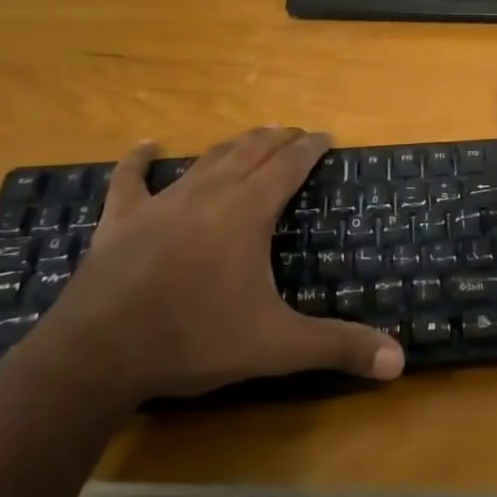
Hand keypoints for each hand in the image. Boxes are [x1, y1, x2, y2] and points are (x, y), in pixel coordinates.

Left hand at [25, 128, 403, 405]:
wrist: (97, 354)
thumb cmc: (193, 339)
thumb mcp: (275, 346)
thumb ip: (337, 347)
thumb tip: (399, 362)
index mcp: (247, 211)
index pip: (289, 165)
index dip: (311, 147)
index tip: (327, 136)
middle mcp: (209, 193)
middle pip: (251, 151)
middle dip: (278, 139)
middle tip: (297, 134)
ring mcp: (161, 203)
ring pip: (206, 159)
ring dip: (234, 144)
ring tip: (253, 137)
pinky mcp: (121, 220)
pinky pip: (130, 180)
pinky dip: (140, 160)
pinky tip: (146, 145)